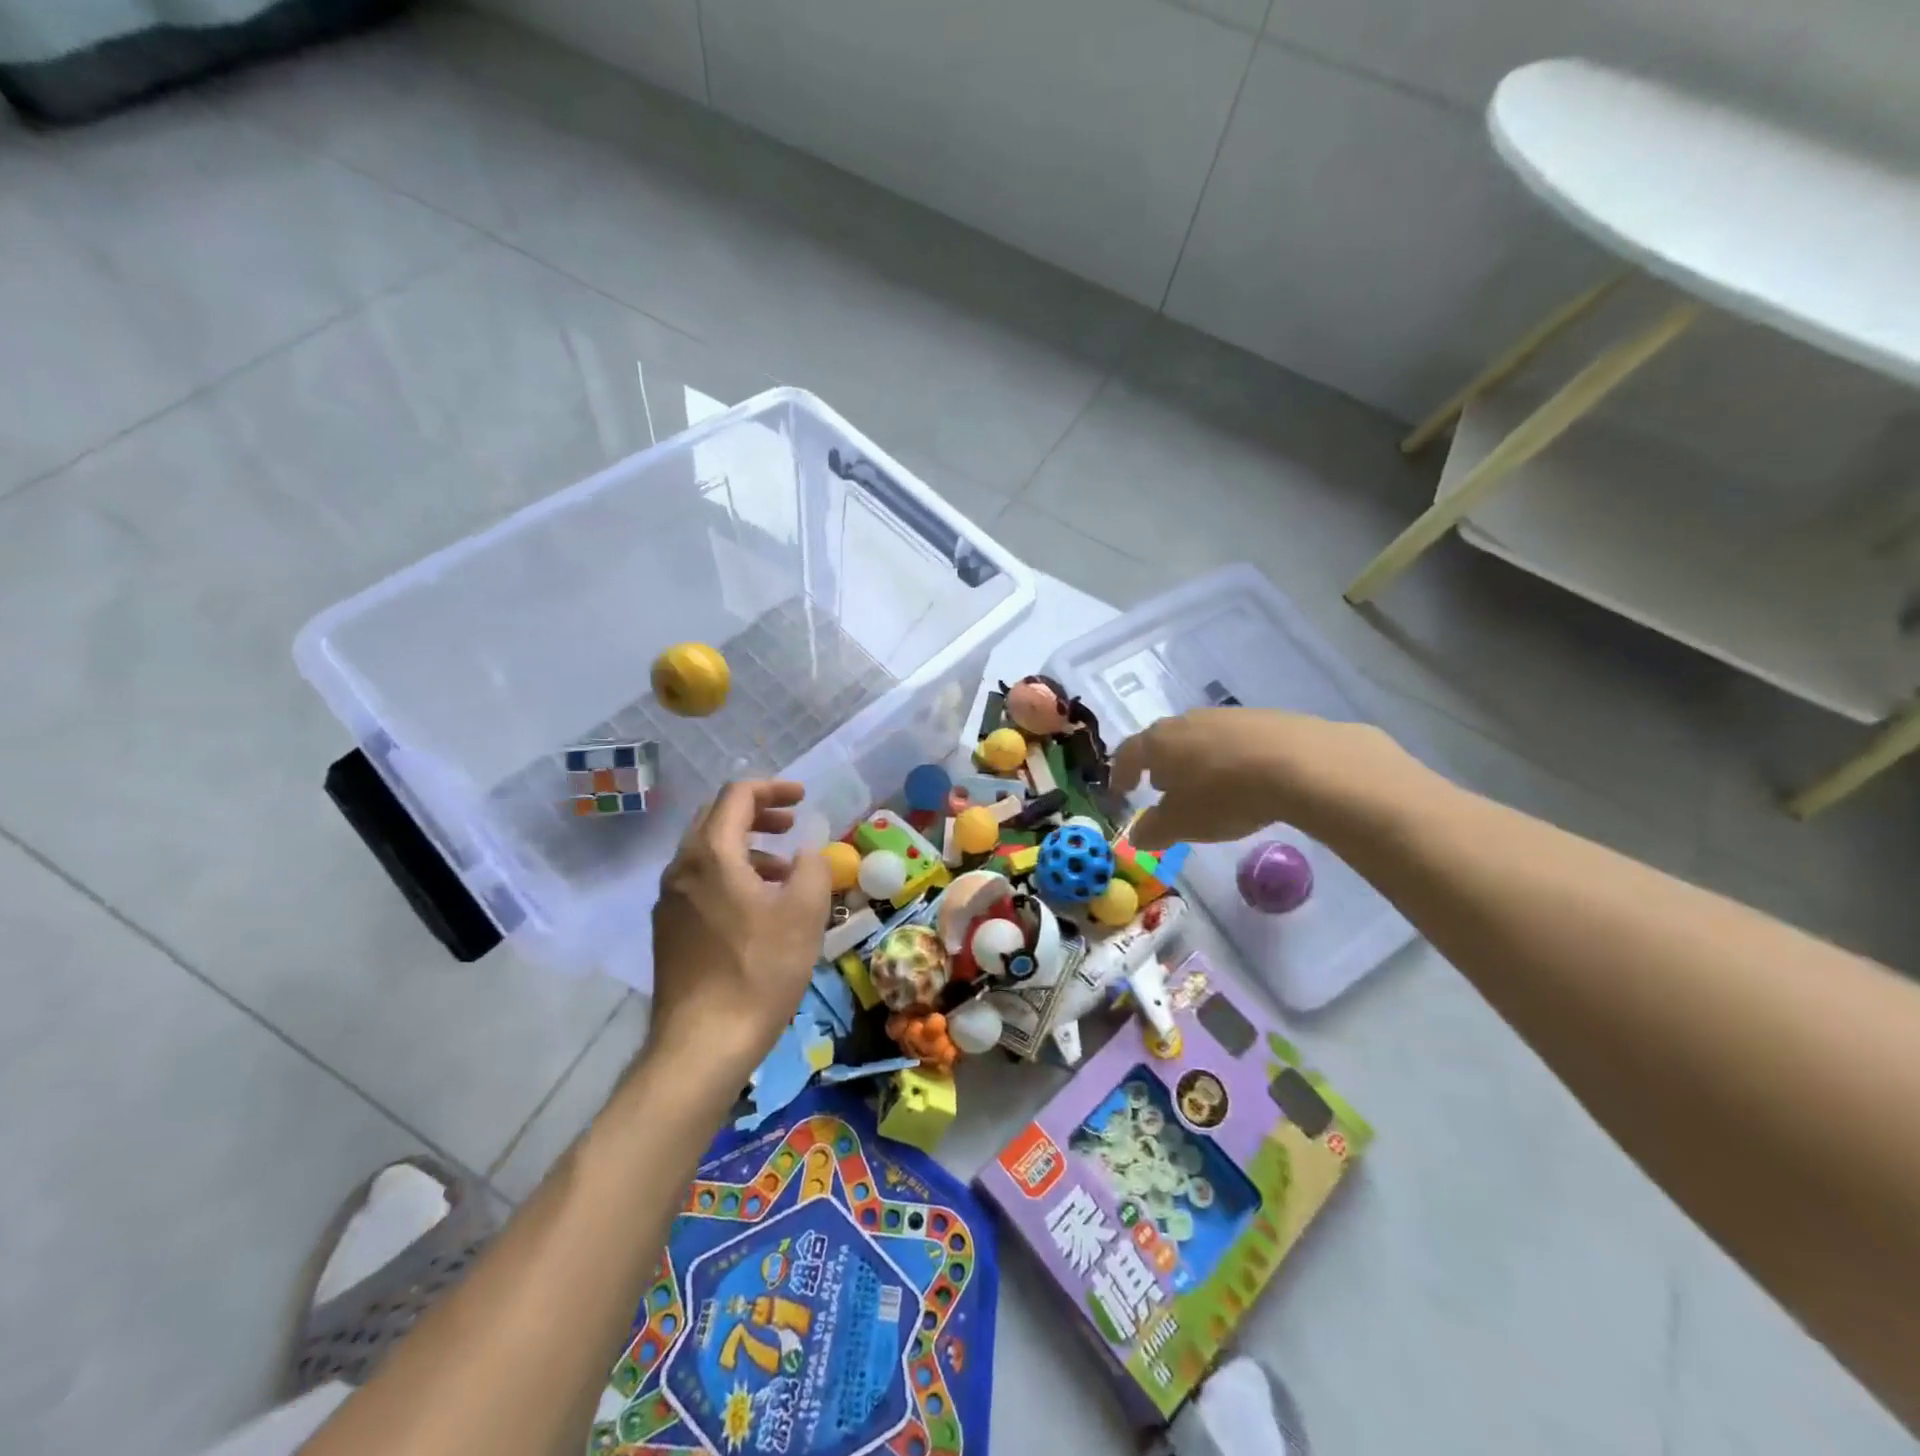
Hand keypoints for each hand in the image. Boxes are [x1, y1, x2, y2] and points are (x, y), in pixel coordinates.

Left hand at [648, 780, 831, 1075]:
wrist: (702, 1044)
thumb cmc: (759, 971)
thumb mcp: (804, 914)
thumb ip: (813, 868)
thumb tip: (808, 852)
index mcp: (712, 854)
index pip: (737, 796)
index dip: (773, 788)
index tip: (803, 798)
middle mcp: (681, 868)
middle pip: (716, 818)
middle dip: (757, 813)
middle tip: (792, 824)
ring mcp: (669, 900)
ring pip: (707, 852)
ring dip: (747, 847)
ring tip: (784, 871)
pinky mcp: (668, 929)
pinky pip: (700, 881)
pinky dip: (731, 874)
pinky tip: (758, 907)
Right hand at [1110, 708, 1411, 848]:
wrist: (1300, 764)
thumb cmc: (1224, 796)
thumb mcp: (1181, 825)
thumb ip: (1152, 830)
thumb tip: (1136, 834)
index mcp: (1158, 742)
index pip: (1128, 753)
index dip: (1121, 774)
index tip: (1121, 791)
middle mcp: (1187, 721)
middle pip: (1164, 741)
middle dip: (1160, 765)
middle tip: (1163, 788)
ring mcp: (1226, 716)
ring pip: (1199, 738)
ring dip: (1195, 761)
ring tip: (1205, 786)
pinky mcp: (1264, 719)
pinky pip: (1233, 741)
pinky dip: (1229, 759)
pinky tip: (1244, 779)